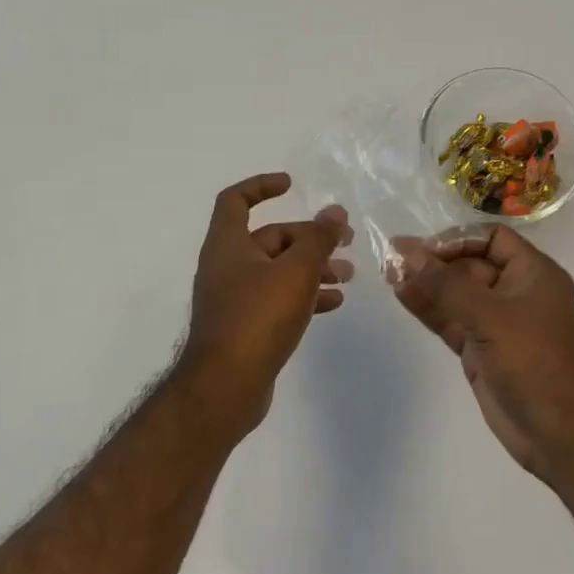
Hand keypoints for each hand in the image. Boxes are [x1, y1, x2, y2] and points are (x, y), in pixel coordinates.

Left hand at [184, 173, 351, 433]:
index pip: (236, 199)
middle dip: (308, 237)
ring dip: (312, 267)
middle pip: (269, 237)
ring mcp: (234, 298)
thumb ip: (318, 239)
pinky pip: (277, 299)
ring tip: (349, 275)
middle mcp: (226, 266)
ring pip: (278, 270)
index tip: (292, 185)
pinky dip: (304, 295)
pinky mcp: (245, 327)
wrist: (225, 388)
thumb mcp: (296, 271)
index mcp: (228, 244)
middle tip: (346, 241)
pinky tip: (334, 302)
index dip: (261, 185)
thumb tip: (335, 211)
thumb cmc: (257, 317)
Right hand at [391, 227, 573, 478]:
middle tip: (393, 259)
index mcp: (533, 273)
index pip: (492, 239)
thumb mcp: (489, 315)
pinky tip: (402, 295)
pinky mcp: (481, 350)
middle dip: (434, 262)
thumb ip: (445, 283)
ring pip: (456, 294)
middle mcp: (515, 292)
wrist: (560, 435)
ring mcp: (497, 323)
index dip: (458, 239)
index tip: (424, 250)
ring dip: (426, 284)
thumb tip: (406, 250)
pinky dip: (429, 308)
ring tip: (388, 274)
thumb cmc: (534, 361)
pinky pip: (451, 320)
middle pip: (470, 265)